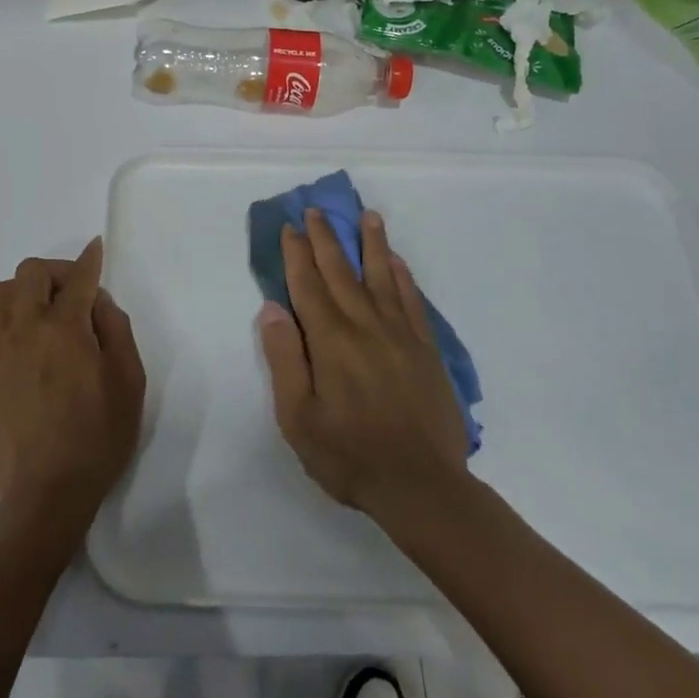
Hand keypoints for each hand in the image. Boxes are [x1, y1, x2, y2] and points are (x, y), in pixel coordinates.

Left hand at [0, 237, 145, 533]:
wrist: (45, 491)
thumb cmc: (97, 437)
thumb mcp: (129, 383)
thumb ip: (117, 331)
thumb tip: (99, 302)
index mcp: (65, 328)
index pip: (78, 278)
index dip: (89, 260)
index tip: (94, 248)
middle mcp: (24, 328)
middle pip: (30, 273)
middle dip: (55, 273)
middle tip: (73, 294)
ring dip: (18, 293)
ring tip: (37, 314)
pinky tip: (11, 344)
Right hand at [257, 208, 468, 521]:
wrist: (422, 486)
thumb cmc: (349, 455)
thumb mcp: (298, 417)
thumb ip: (285, 359)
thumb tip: (273, 308)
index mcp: (330, 341)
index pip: (308, 285)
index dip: (296, 254)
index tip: (290, 227)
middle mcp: (365, 326)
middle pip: (342, 272)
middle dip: (326, 239)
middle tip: (317, 211)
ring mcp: (400, 335)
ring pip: (383, 277)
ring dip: (371, 244)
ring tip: (367, 216)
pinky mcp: (425, 350)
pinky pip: (412, 301)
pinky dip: (403, 277)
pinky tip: (397, 263)